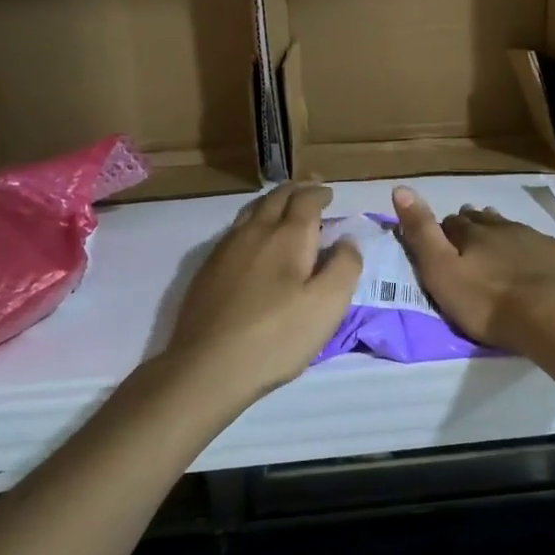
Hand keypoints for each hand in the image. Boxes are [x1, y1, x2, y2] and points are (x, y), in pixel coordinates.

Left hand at [165, 183, 361, 402]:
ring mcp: (226, 248)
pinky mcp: (207, 269)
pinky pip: (236, 229)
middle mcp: (255, 231)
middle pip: (276, 198)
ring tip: (284, 204)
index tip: (330, 193)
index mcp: (287, 235)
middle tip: (311, 187)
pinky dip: (254, 221)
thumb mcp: (327, 305)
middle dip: (297, 189)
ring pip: (252, 210)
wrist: (208, 367)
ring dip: (273, 201)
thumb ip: (344, 266)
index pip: (306, 200)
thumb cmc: (276, 336)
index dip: (320, 193)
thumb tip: (347, 240)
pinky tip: (254, 237)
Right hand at [391, 186, 554, 356]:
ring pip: (511, 230)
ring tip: (496, 246)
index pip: (452, 222)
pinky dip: (530, 251)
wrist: (554, 316)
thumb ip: (421, 232)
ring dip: (501, 235)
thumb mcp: (441, 271)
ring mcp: (535, 239)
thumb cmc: (488, 302)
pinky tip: (532, 263)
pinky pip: (540, 246)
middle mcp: (503, 227)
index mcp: (472, 232)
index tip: (441, 238)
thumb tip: (400, 188)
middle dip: (472, 227)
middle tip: (467, 240)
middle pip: (482, 221)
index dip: (444, 229)